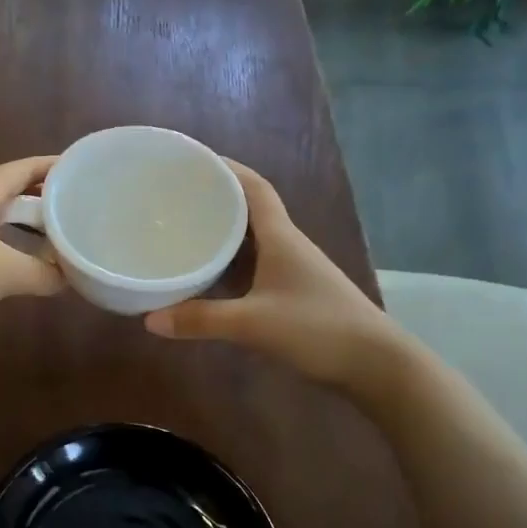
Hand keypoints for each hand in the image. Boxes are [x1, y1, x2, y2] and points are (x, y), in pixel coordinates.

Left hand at [0, 156, 63, 346]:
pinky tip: (28, 265)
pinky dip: (12, 248)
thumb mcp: (6, 272)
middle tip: (78, 206)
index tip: (81, 168)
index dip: (51, 167)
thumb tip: (71, 278)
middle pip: (12, 192)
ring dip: (28, 226)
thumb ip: (45, 274)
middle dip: (44, 198)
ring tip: (60, 235)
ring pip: (0, 219)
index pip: (22, 169)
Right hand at [143, 161, 405, 392]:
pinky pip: (253, 268)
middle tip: (176, 198)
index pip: (255, 188)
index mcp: (281, 238)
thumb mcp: (253, 324)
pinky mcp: (294, 294)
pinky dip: (229, 266)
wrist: (376, 365)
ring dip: (223, 233)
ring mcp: (292, 271)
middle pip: (250, 210)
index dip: (227, 169)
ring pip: (251, 241)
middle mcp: (287, 246)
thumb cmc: (318, 329)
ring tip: (183, 231)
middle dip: (216, 199)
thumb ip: (201, 320)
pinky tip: (208, 277)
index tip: (194, 161)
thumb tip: (150, 319)